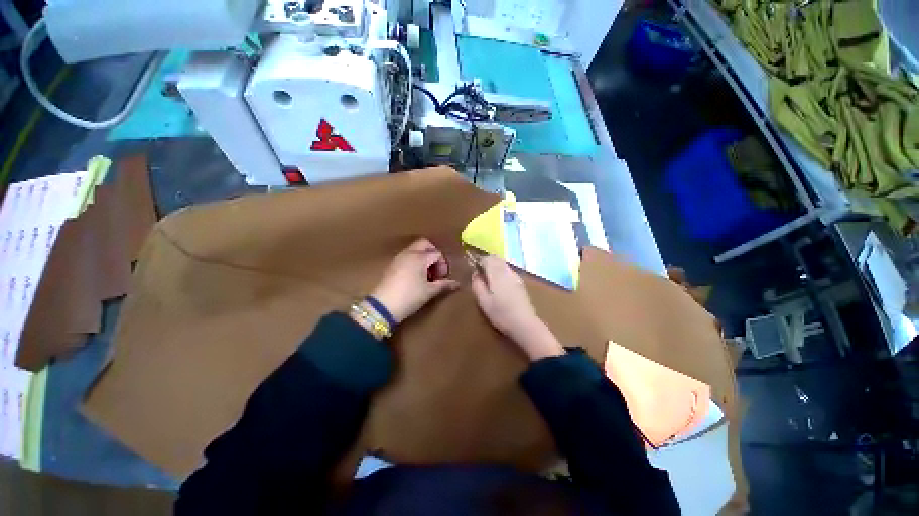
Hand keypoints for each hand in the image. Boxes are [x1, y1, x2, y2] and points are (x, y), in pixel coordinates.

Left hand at [370, 239, 459, 322]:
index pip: (437, 253)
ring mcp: (399, 258)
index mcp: (420, 257)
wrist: (383, 306)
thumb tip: (456, 284)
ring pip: (415, 249)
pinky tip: (416, 276)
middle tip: (436, 268)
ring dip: (424, 257)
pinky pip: (407, 256)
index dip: (443, 264)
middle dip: (433, 253)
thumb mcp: (429, 291)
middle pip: (425, 244)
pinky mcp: (392, 264)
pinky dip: (414, 260)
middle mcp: (409, 253)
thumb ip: (444, 285)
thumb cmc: (410, 297)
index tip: (442, 277)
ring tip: (427, 274)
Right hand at [470, 255, 564, 360]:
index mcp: (496, 274)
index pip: (487, 259)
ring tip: (489, 278)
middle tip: (480, 271)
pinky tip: (500, 284)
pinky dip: (502, 271)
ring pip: (503, 263)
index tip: (474, 268)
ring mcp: (515, 276)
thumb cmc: (500, 313)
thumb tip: (475, 274)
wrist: (524, 323)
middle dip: (487, 261)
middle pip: (496, 258)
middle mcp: (506, 271)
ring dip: (495, 266)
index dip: (479, 261)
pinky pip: (509, 270)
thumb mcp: (483, 301)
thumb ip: (477, 285)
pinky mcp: (521, 283)